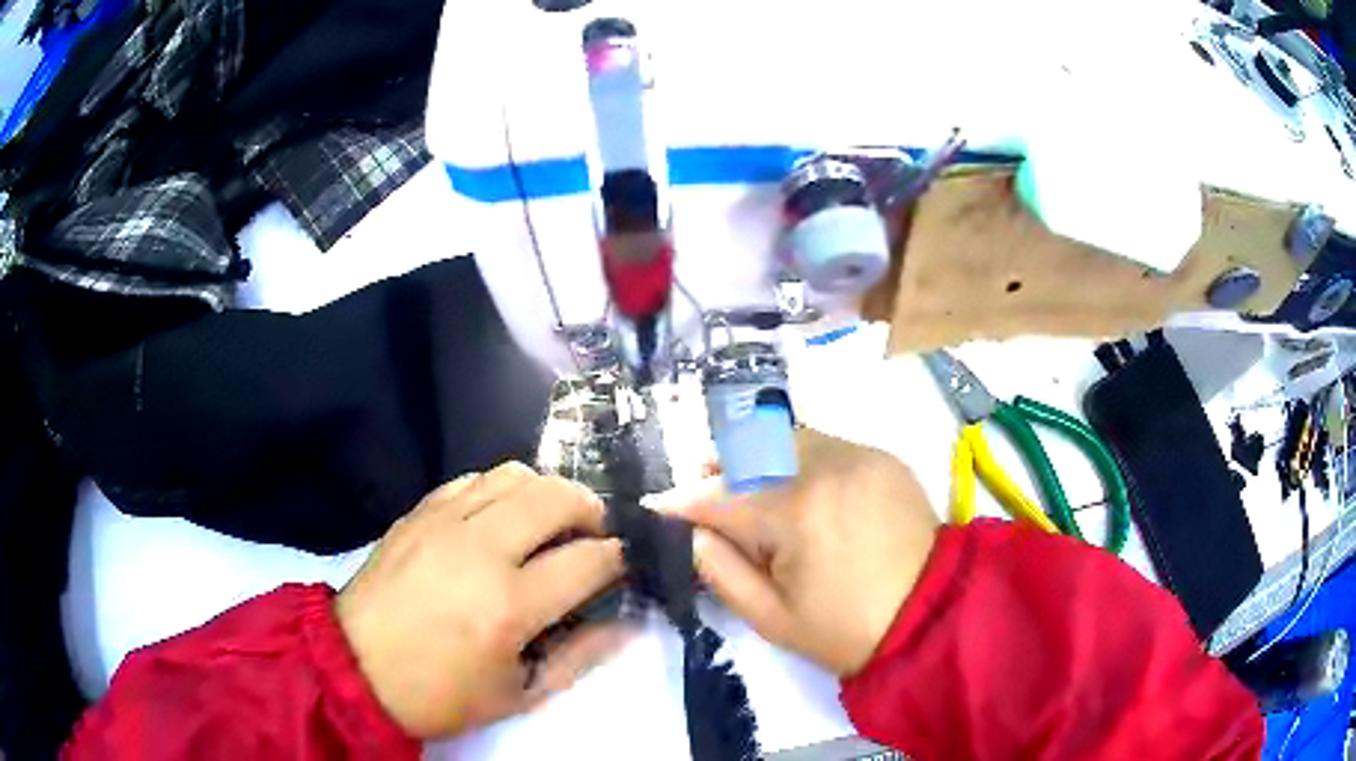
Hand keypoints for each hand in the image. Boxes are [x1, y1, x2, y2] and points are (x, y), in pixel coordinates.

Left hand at [335, 463, 627, 738]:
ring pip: (514, 474)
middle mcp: (479, 550)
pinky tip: (499, 520)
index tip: (622, 565)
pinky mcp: (417, 512)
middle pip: (557, 496)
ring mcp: (443, 522)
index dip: (619, 559)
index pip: (589, 560)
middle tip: (594, 535)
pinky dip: (500, 492)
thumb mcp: (519, 694)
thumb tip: (627, 621)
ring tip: (549, 523)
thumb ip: (581, 655)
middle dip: (592, 510)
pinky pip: (472, 479)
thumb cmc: (441, 693)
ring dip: (546, 493)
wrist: (355, 667)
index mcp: (508, 607)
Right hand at [678, 430, 939, 676]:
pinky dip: (798, 459)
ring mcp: (859, 455)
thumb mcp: (772, 618)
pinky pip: (824, 445)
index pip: (722, 496)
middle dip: (719, 466)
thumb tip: (694, 533)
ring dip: (757, 457)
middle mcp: (826, 467)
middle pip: (751, 446)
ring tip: (747, 486)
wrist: (932, 615)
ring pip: (787, 437)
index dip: (683, 502)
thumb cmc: (846, 629)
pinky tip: (798, 488)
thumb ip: (722, 572)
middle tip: (703, 492)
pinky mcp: (881, 457)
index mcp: (797, 512)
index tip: (655, 505)